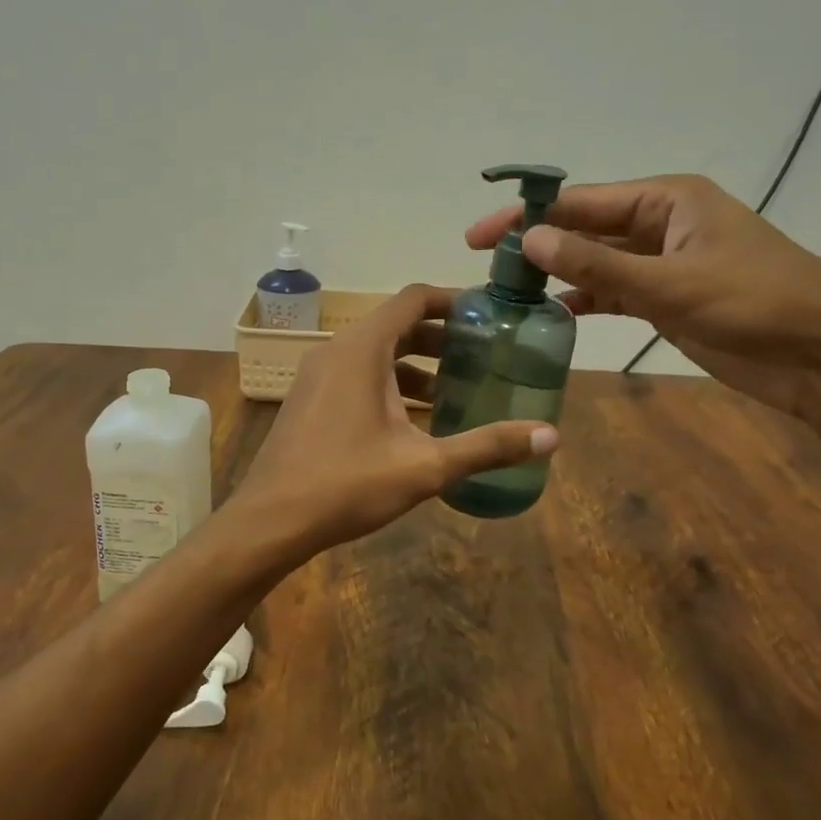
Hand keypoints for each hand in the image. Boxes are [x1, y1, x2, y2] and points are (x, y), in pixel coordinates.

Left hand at [232, 284, 558, 554]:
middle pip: (396, 325)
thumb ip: (486, 446)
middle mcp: (336, 350)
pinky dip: (389, 384)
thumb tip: (551, 437)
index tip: (489, 316)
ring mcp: (317, 375)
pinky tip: (414, 421)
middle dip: (441, 338)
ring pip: (375, 354)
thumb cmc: (346, 484)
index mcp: (362, 349)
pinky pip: (356, 375)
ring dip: (415, 365)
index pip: (413, 299)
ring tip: (456, 391)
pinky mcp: (309, 399)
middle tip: (483, 356)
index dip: (453, 300)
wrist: (269, 520)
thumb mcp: (425, 466)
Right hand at [466, 175, 820, 420]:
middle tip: (485, 267)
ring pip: (596, 260)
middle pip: (584, 228)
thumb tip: (529, 239)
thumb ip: (597, 264)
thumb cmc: (756, 305)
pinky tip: (553, 312)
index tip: (480, 238)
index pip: (581, 201)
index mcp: (667, 199)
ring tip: (508, 292)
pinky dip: (585, 298)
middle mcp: (661, 223)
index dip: (527, 216)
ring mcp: (664, 262)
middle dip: (538, 245)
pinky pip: (614, 290)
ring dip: (557, 274)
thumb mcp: (670, 283)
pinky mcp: (668, 298)